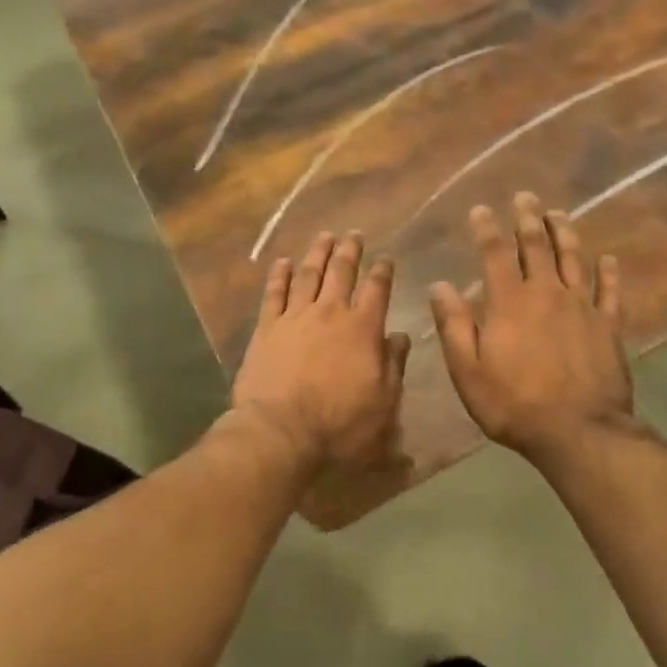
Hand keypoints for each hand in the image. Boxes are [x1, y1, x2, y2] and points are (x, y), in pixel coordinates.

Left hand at [233, 231, 411, 475]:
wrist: (281, 431)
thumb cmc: (340, 423)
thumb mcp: (384, 402)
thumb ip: (394, 364)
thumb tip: (399, 336)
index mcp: (363, 328)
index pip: (377, 289)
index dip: (383, 271)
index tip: (386, 258)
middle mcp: (330, 313)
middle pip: (341, 272)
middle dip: (350, 251)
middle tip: (354, 234)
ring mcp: (295, 317)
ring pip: (309, 274)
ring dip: (318, 253)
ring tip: (324, 236)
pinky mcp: (267, 328)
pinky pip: (274, 293)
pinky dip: (279, 274)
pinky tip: (283, 261)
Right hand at [429, 193, 633, 462]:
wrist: (578, 432)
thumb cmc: (514, 404)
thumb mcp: (468, 370)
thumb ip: (454, 325)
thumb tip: (440, 286)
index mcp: (509, 301)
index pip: (494, 253)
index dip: (486, 228)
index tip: (481, 208)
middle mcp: (546, 292)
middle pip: (536, 245)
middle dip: (528, 218)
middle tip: (526, 196)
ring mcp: (582, 306)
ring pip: (573, 258)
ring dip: (565, 232)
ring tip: (559, 213)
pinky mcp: (608, 325)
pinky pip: (610, 291)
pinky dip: (609, 272)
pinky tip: (608, 259)